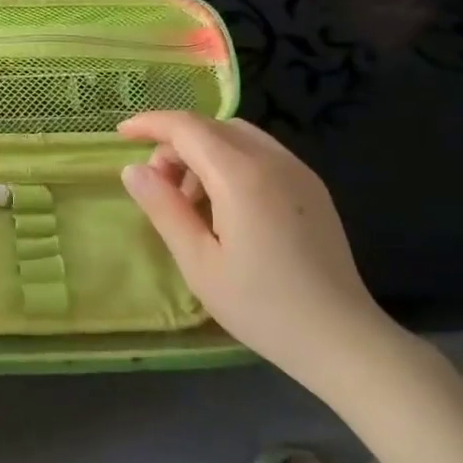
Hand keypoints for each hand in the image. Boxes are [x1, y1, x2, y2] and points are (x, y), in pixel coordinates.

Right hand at [118, 112, 408, 402]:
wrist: (342, 338)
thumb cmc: (261, 305)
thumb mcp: (198, 262)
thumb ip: (163, 208)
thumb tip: (133, 169)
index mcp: (241, 175)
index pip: (187, 127)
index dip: (150, 124)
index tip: (121, 134)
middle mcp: (273, 160)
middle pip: (212, 127)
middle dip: (176, 143)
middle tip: (158, 186)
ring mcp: (298, 171)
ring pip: (238, 137)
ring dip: (204, 152)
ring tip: (191, 202)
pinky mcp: (312, 188)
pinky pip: (261, 154)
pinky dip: (231, 162)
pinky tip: (225, 206)